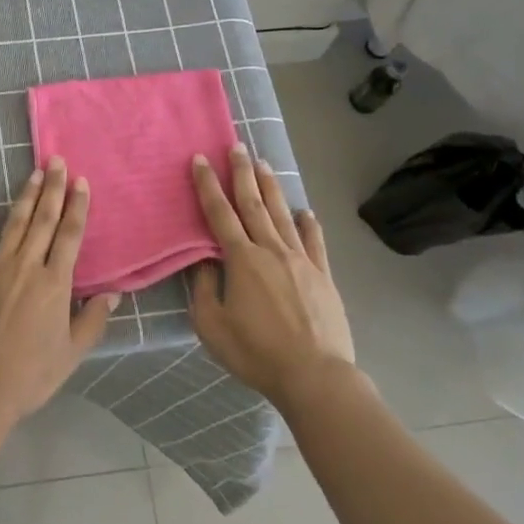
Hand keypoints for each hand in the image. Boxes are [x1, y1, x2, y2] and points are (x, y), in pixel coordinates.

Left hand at [0, 158, 118, 424]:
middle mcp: (27, 265)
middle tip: (58, 161)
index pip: (70, 235)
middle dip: (53, 188)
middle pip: (44, 219)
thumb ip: (92, 321)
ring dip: (26, 196)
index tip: (81, 181)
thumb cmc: (30, 375)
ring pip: (15, 223)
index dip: (77, 206)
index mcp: (55, 283)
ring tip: (34, 172)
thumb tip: (112, 294)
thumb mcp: (72, 354)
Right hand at [189, 144, 356, 408]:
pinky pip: (315, 242)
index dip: (208, 185)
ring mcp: (301, 261)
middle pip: (253, 204)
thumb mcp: (212, 326)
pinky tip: (305, 212)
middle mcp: (271, 250)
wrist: (315, 377)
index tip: (201, 159)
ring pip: (282, 215)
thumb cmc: (256, 353)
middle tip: (237, 146)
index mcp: (241, 259)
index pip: (219, 213)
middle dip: (242, 173)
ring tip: (264, 164)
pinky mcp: (323, 277)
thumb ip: (204, 288)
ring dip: (271, 188)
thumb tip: (205, 261)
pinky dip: (309, 224)